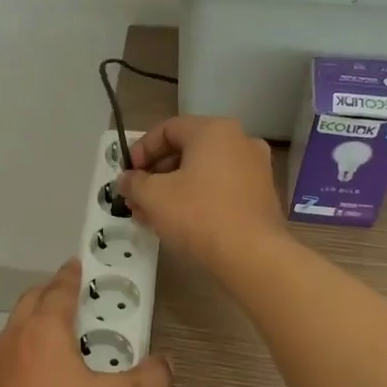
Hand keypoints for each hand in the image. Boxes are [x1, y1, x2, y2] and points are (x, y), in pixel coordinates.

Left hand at [0, 260, 171, 386]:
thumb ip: (148, 379)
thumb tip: (167, 363)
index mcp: (43, 332)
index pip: (58, 291)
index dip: (71, 277)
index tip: (79, 265)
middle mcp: (14, 342)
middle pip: (30, 303)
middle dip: (51, 295)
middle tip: (76, 300)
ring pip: (16, 331)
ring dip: (37, 324)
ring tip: (65, 338)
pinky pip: (11, 360)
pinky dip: (28, 353)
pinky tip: (48, 377)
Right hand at [116, 116, 286, 271]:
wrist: (253, 257)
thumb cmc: (198, 216)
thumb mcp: (153, 197)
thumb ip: (133, 183)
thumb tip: (125, 180)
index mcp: (214, 131)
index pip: (167, 129)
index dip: (141, 150)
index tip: (127, 175)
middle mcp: (239, 142)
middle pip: (186, 151)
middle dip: (155, 175)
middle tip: (136, 198)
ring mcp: (255, 169)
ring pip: (202, 173)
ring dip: (172, 190)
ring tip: (151, 216)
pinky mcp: (261, 196)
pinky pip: (220, 189)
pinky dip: (196, 200)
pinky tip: (178, 223)